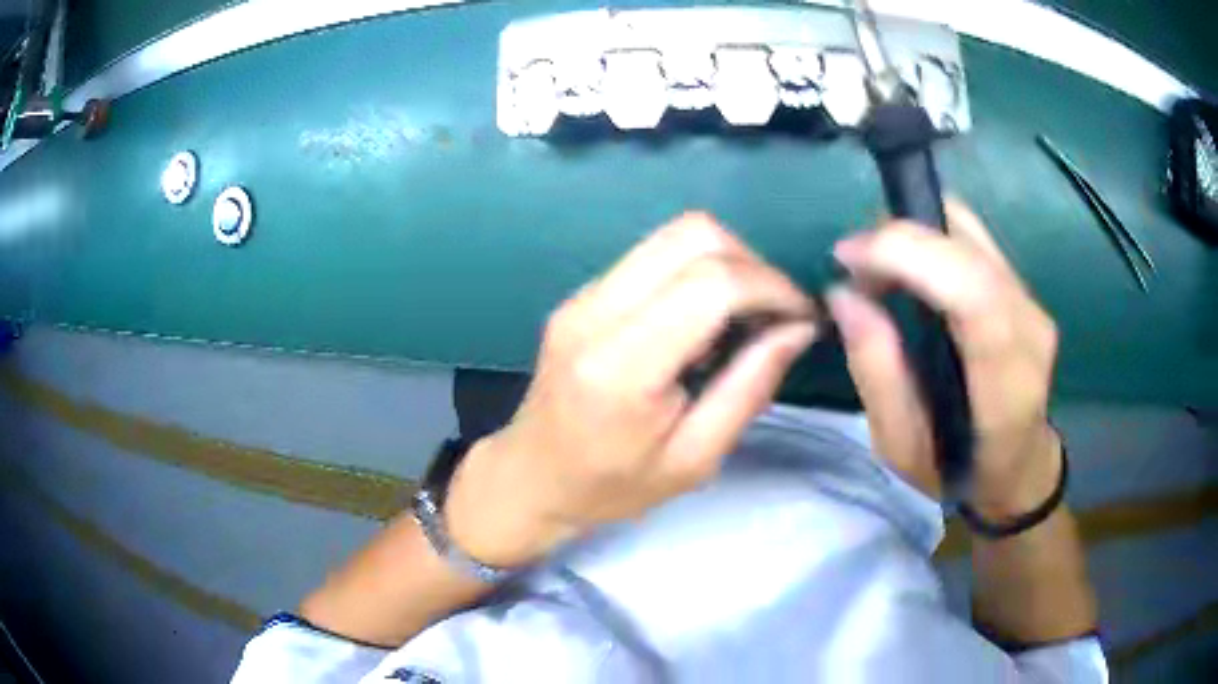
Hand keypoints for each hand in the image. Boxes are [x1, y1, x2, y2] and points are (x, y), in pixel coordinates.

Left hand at [444, 213, 816, 567]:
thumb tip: (799, 327)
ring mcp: (583, 294)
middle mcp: (595, 311)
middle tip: (777, 313)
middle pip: (692, 235)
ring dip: (727, 261)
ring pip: (673, 234)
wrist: (530, 478)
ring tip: (747, 314)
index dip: (771, 288)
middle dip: (752, 263)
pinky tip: (707, 317)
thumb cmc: (611, 487)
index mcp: (621, 366)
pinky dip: (698, 269)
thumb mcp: (695, 459)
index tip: (802, 317)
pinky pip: (654, 255)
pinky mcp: (583, 292)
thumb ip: (749, 387)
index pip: (711, 283)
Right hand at [827, 201, 1060, 515]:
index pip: (973, 292)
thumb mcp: (901, 448)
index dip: (907, 255)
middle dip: (897, 238)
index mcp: (1007, 386)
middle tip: (856, 270)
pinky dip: (929, 241)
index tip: (847, 259)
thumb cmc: (959, 471)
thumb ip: (877, 374)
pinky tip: (908, 273)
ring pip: (967, 229)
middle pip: (967, 246)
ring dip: (911, 236)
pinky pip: (971, 238)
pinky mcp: (1024, 286)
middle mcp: (1030, 328)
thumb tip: (844, 295)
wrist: (1019, 465)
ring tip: (878, 273)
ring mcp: (1032, 301)